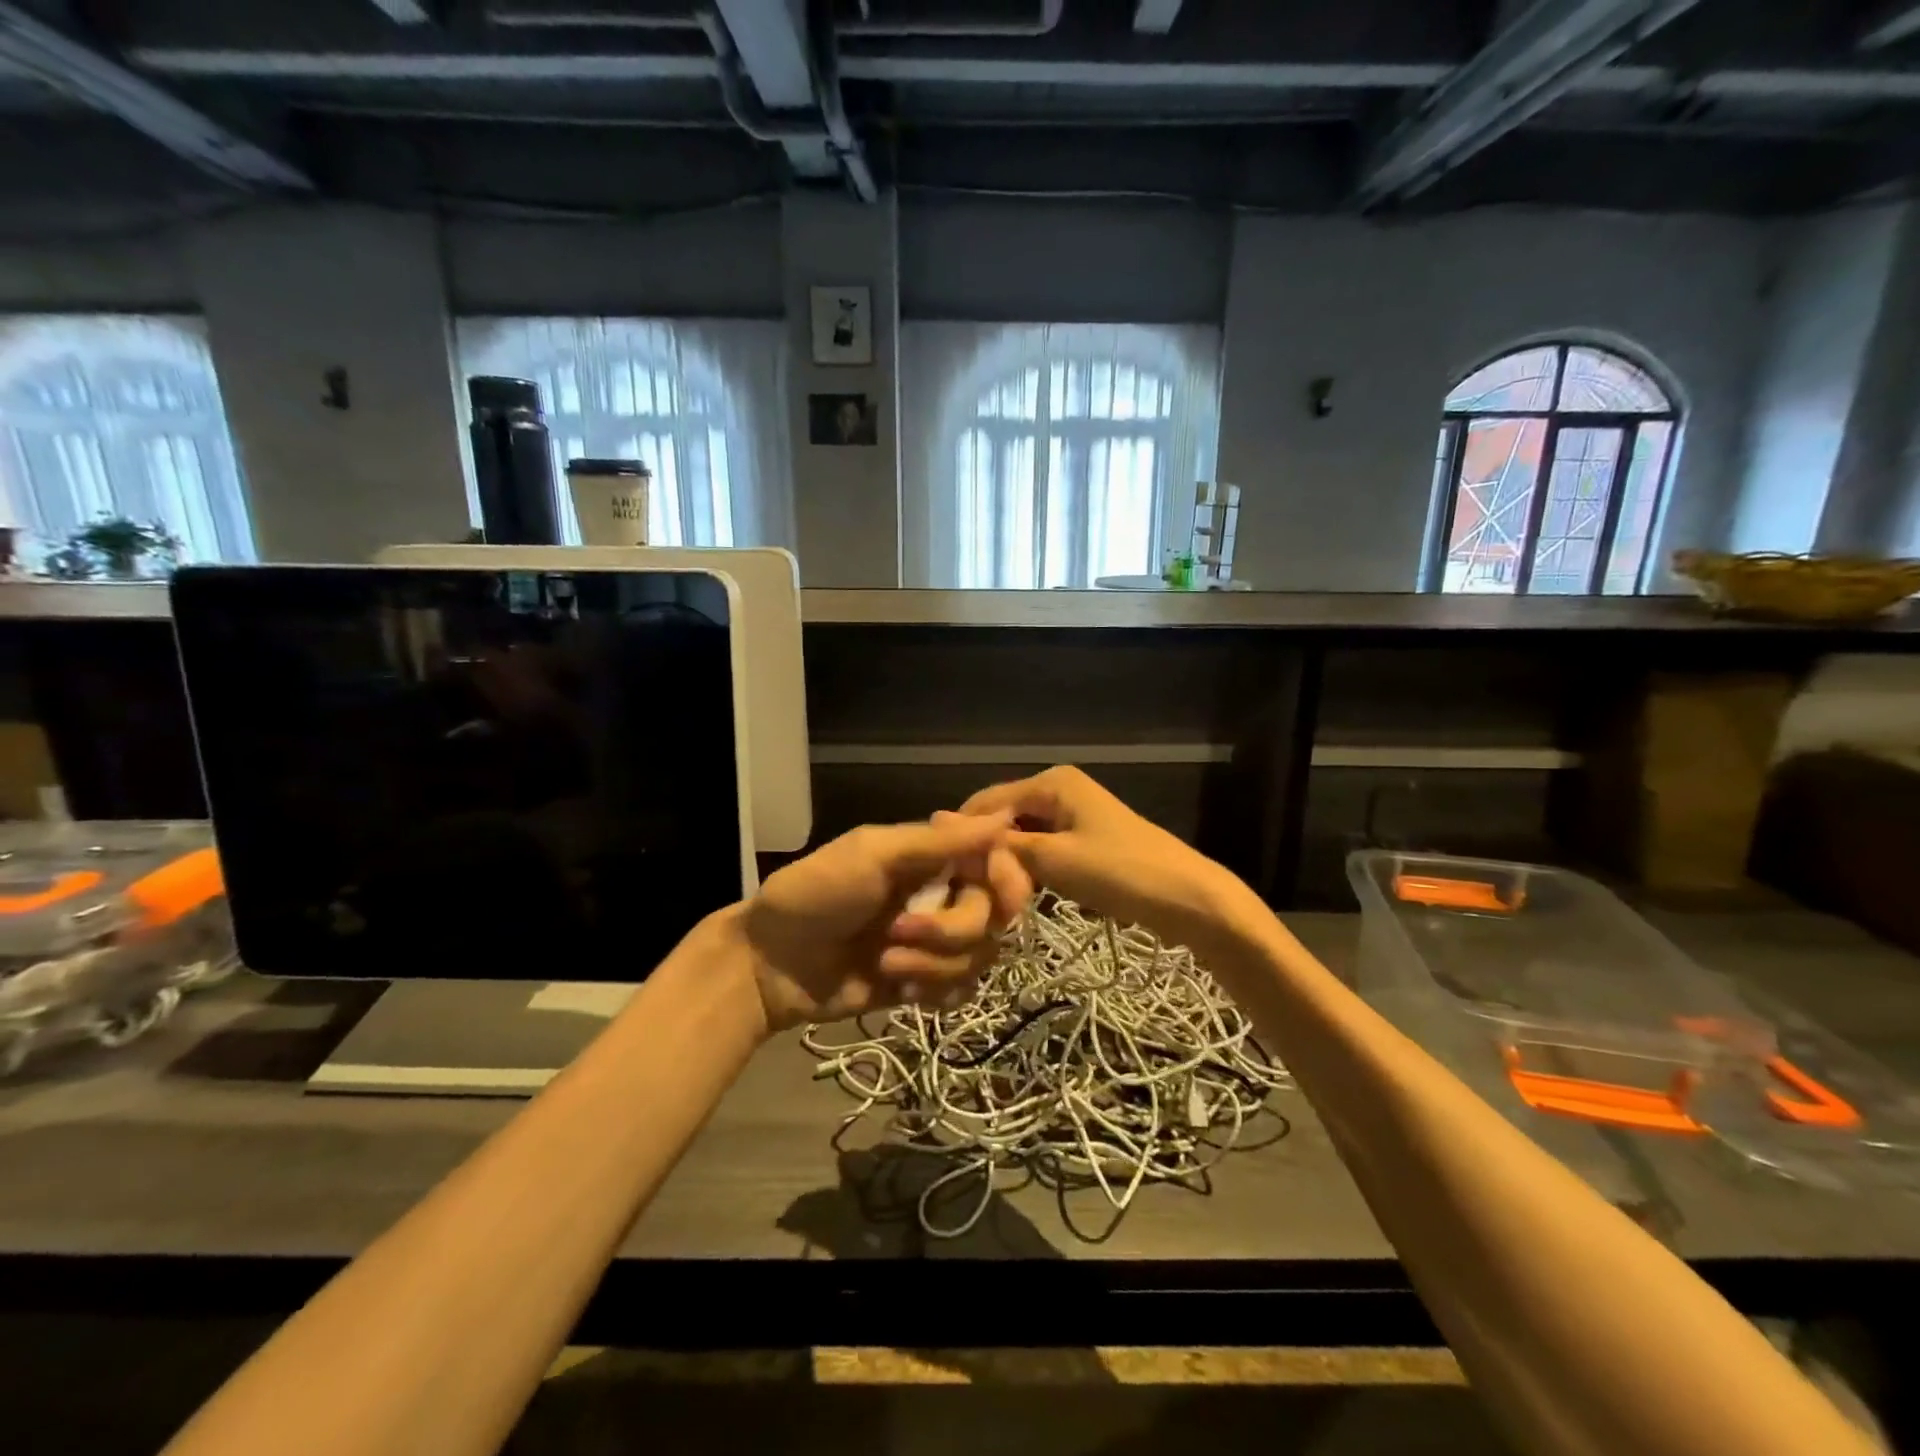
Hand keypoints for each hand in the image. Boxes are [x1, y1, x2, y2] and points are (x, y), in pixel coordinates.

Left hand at [740, 814, 1029, 1033]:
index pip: (998, 864)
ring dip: (934, 965)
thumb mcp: (873, 855)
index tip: (990, 891)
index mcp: (933, 857)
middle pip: (993, 916)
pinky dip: (937, 992)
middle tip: (899, 932)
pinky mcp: (925, 982)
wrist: (770, 964)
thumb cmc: (816, 893)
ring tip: (885, 964)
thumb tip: (1005, 817)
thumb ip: (939, 843)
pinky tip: (902, 991)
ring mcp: (934, 943)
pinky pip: (962, 991)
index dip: (1005, 880)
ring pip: (979, 957)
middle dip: (950, 929)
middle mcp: (942, 895)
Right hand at [960, 765, 1254, 957]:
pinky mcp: (1083, 839)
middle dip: (988, 852)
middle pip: (1003, 818)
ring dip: (1009, 865)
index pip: (985, 802)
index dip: (965, 837)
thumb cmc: (1120, 872)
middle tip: (976, 894)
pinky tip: (1022, 895)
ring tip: (996, 898)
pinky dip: (1030, 870)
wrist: (1188, 899)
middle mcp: (1059, 788)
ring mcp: (1073, 814)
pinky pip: (1042, 849)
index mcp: (1051, 781)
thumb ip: (999, 844)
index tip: (949, 878)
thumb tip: (940, 820)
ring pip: (1021, 837)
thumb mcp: (1054, 858)